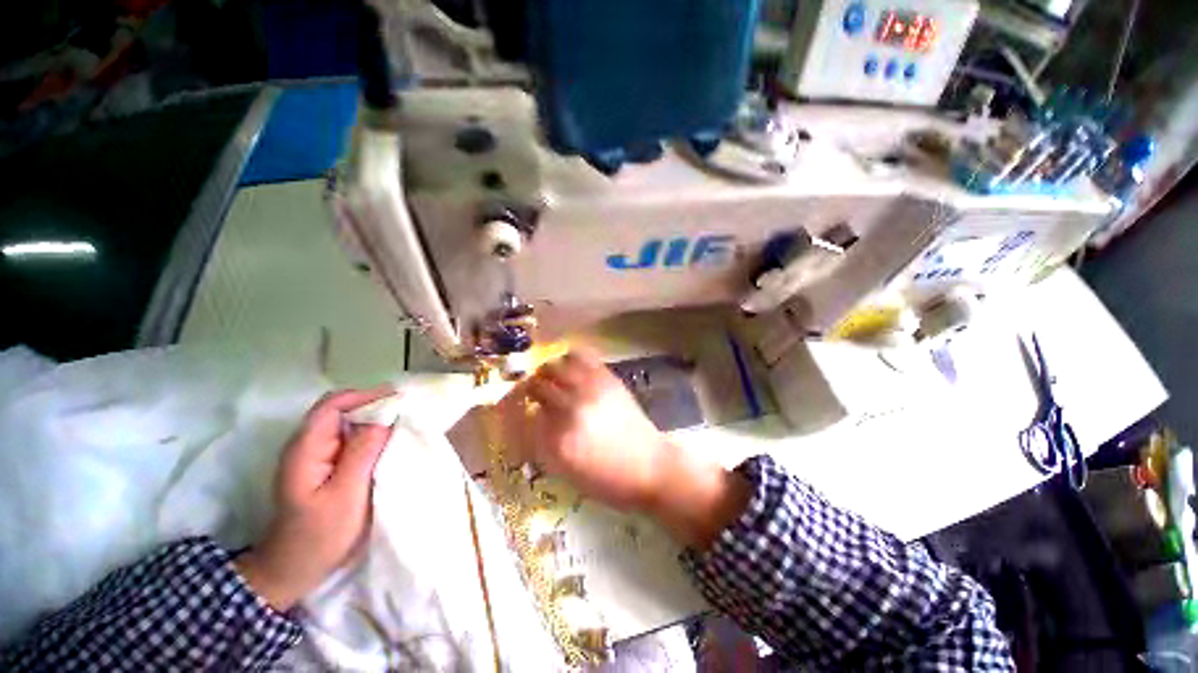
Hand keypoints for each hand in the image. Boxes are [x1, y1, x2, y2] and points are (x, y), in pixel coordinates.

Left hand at [236, 388, 394, 609]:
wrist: (293, 569)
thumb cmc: (319, 536)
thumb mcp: (346, 495)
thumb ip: (363, 453)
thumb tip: (385, 417)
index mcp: (305, 449)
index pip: (332, 405)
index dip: (365, 396)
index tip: (399, 399)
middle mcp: (306, 445)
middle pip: (338, 409)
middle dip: (372, 404)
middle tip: (406, 409)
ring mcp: (314, 455)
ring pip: (345, 423)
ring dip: (373, 419)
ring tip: (402, 422)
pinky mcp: (323, 465)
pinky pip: (348, 438)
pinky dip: (369, 434)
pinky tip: (387, 441)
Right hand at [499, 350, 671, 510]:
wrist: (650, 467)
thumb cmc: (608, 480)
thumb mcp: (565, 472)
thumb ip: (541, 444)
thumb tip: (527, 418)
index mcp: (558, 440)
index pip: (521, 414)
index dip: (511, 410)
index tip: (510, 410)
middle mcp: (571, 408)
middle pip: (535, 385)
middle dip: (526, 390)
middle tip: (530, 395)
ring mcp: (591, 389)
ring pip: (554, 366)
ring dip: (546, 373)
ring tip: (550, 380)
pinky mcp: (607, 378)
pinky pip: (581, 356)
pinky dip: (569, 359)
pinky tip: (570, 369)